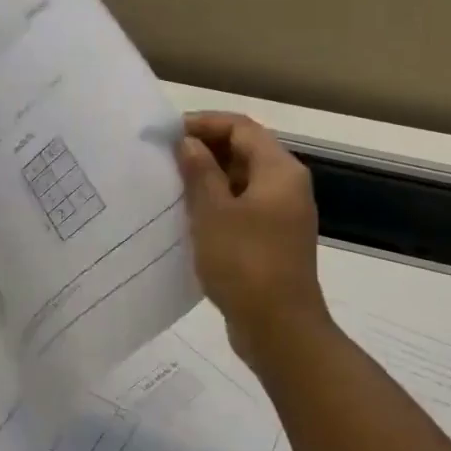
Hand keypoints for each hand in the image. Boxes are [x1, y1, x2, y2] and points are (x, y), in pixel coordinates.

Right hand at [176, 112, 330, 367]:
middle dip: (205, 149)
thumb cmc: (245, 263)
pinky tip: (187, 216)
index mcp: (279, 171)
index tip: (168, 133)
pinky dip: (216, 204)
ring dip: (208, 178)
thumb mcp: (214, 213)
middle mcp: (286, 187)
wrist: (279, 328)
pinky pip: (242, 208)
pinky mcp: (271, 240)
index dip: (205, 123)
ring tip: (169, 183)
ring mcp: (281, 215)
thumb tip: (189, 143)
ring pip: (241, 181)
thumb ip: (200, 172)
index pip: (241, 128)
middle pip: (244, 151)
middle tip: (164, 157)